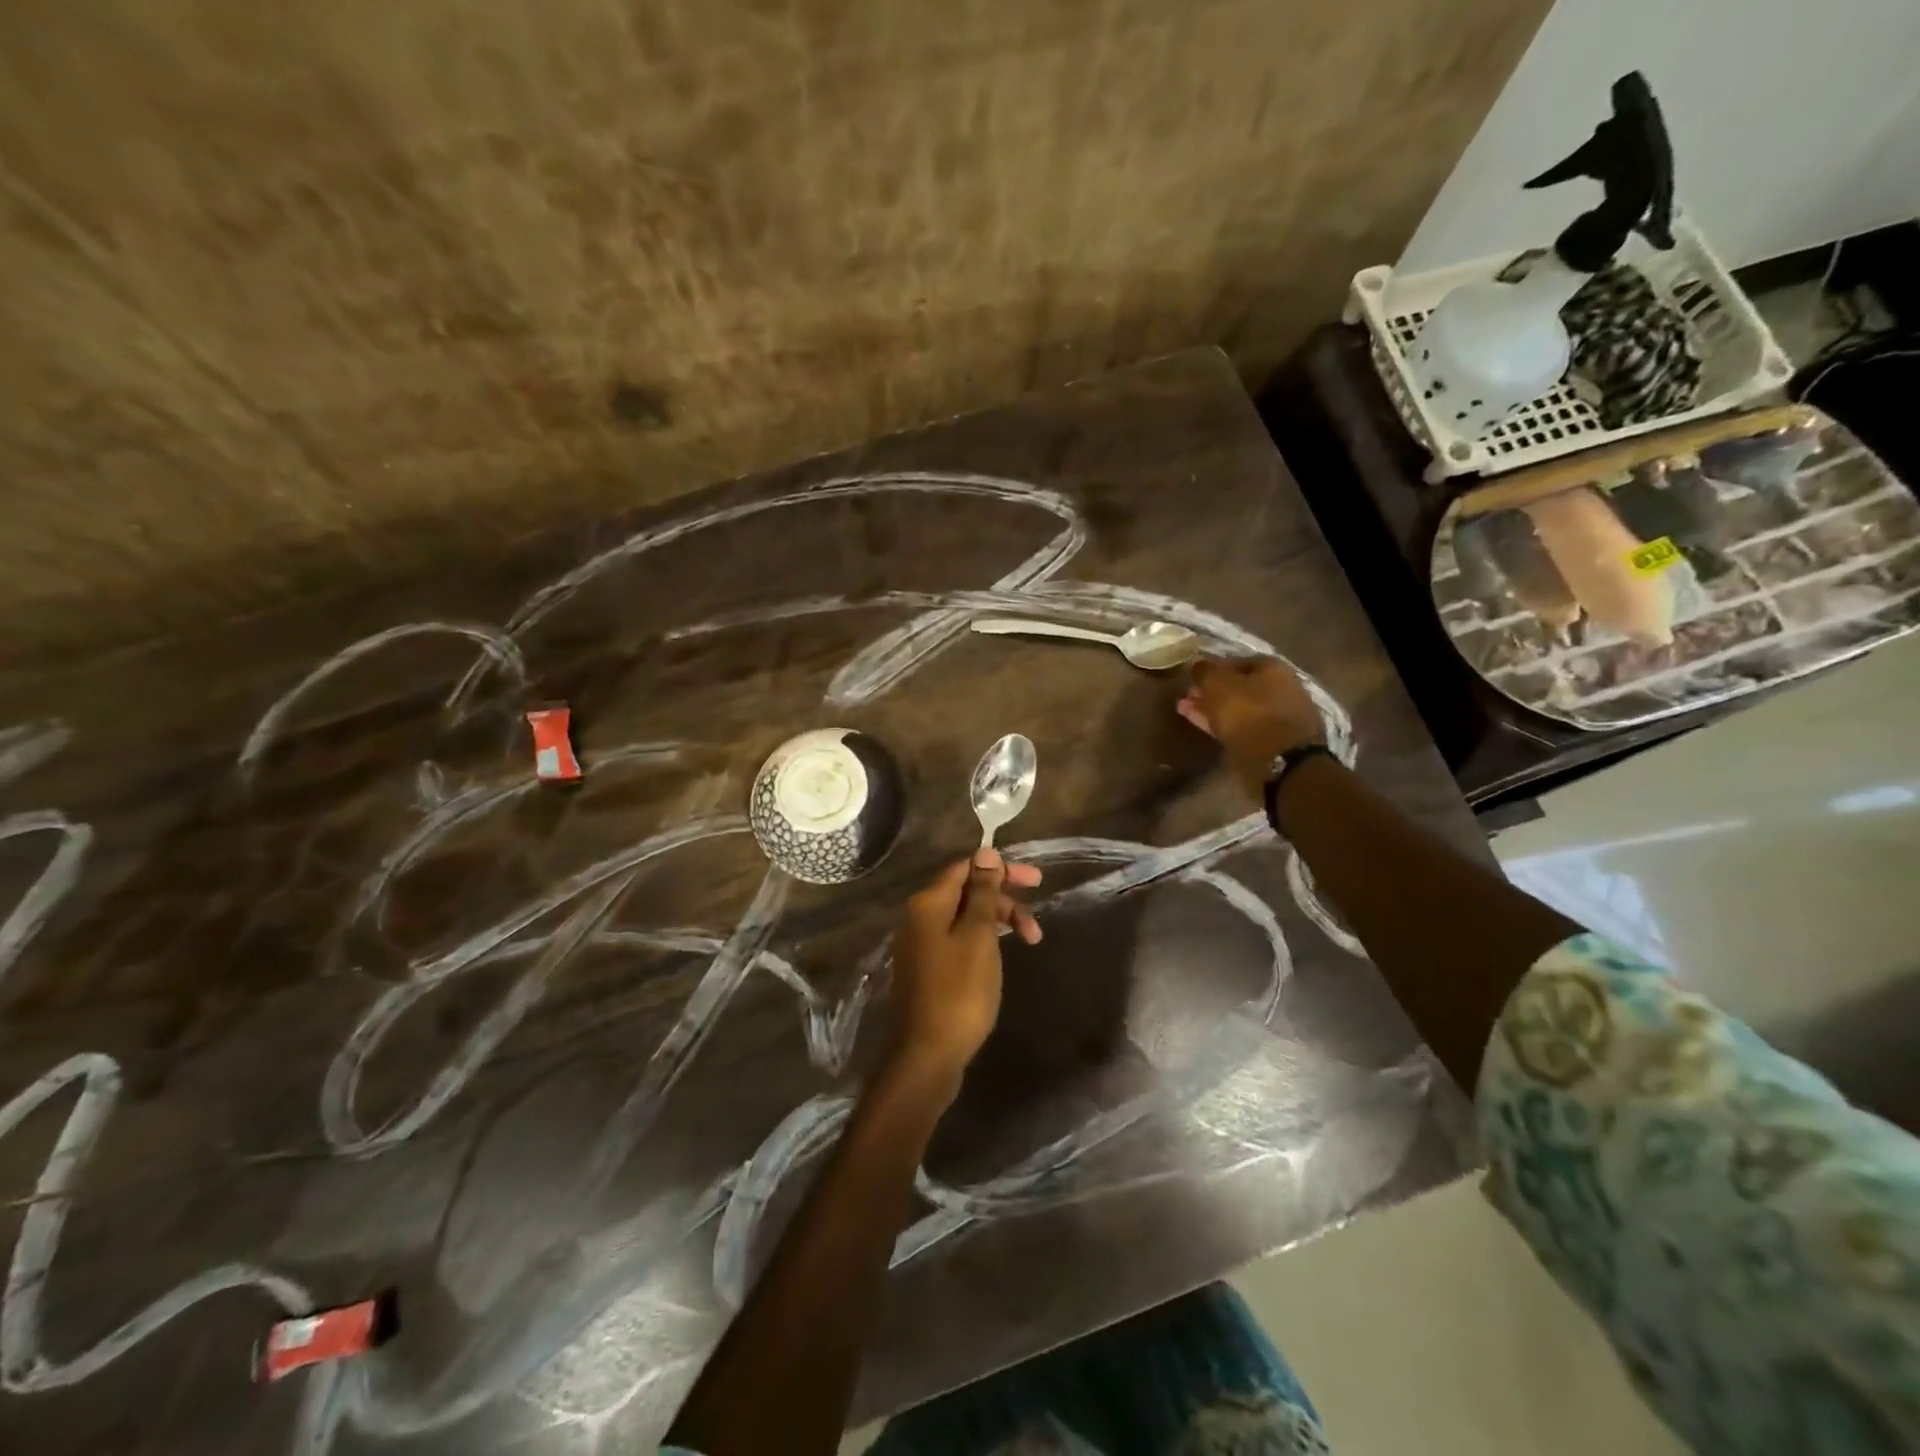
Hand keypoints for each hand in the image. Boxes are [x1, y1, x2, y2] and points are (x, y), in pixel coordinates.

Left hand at [888, 849, 1041, 1087]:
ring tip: (1031, 941)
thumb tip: (985, 851)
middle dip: (1004, 899)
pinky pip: (959, 940)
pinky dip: (984, 941)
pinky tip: (1001, 956)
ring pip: (965, 918)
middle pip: (966, 893)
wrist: (926, 1057)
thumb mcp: (978, 938)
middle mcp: (919, 918)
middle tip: (1037, 917)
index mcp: (929, 904)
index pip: (966, 868)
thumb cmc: (959, 993)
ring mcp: (921, 946)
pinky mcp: (927, 970)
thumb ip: (983, 894)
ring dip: (998, 922)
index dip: (1000, 870)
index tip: (1036, 882)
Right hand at [1178, 655, 1325, 798]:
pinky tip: (1206, 727)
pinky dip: (1225, 726)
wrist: (1282, 762)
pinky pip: (1245, 728)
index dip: (1212, 669)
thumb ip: (1205, 672)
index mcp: (1273, 668)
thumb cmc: (1249, 714)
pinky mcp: (1276, 742)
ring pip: (1241, 709)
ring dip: (1215, 709)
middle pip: (1240, 686)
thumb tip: (1197, 663)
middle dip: (1212, 691)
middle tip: (1188, 697)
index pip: (1236, 661)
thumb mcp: (1218, 686)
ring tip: (1186, 711)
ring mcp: (1281, 717)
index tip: (1192, 678)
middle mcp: (1282, 688)